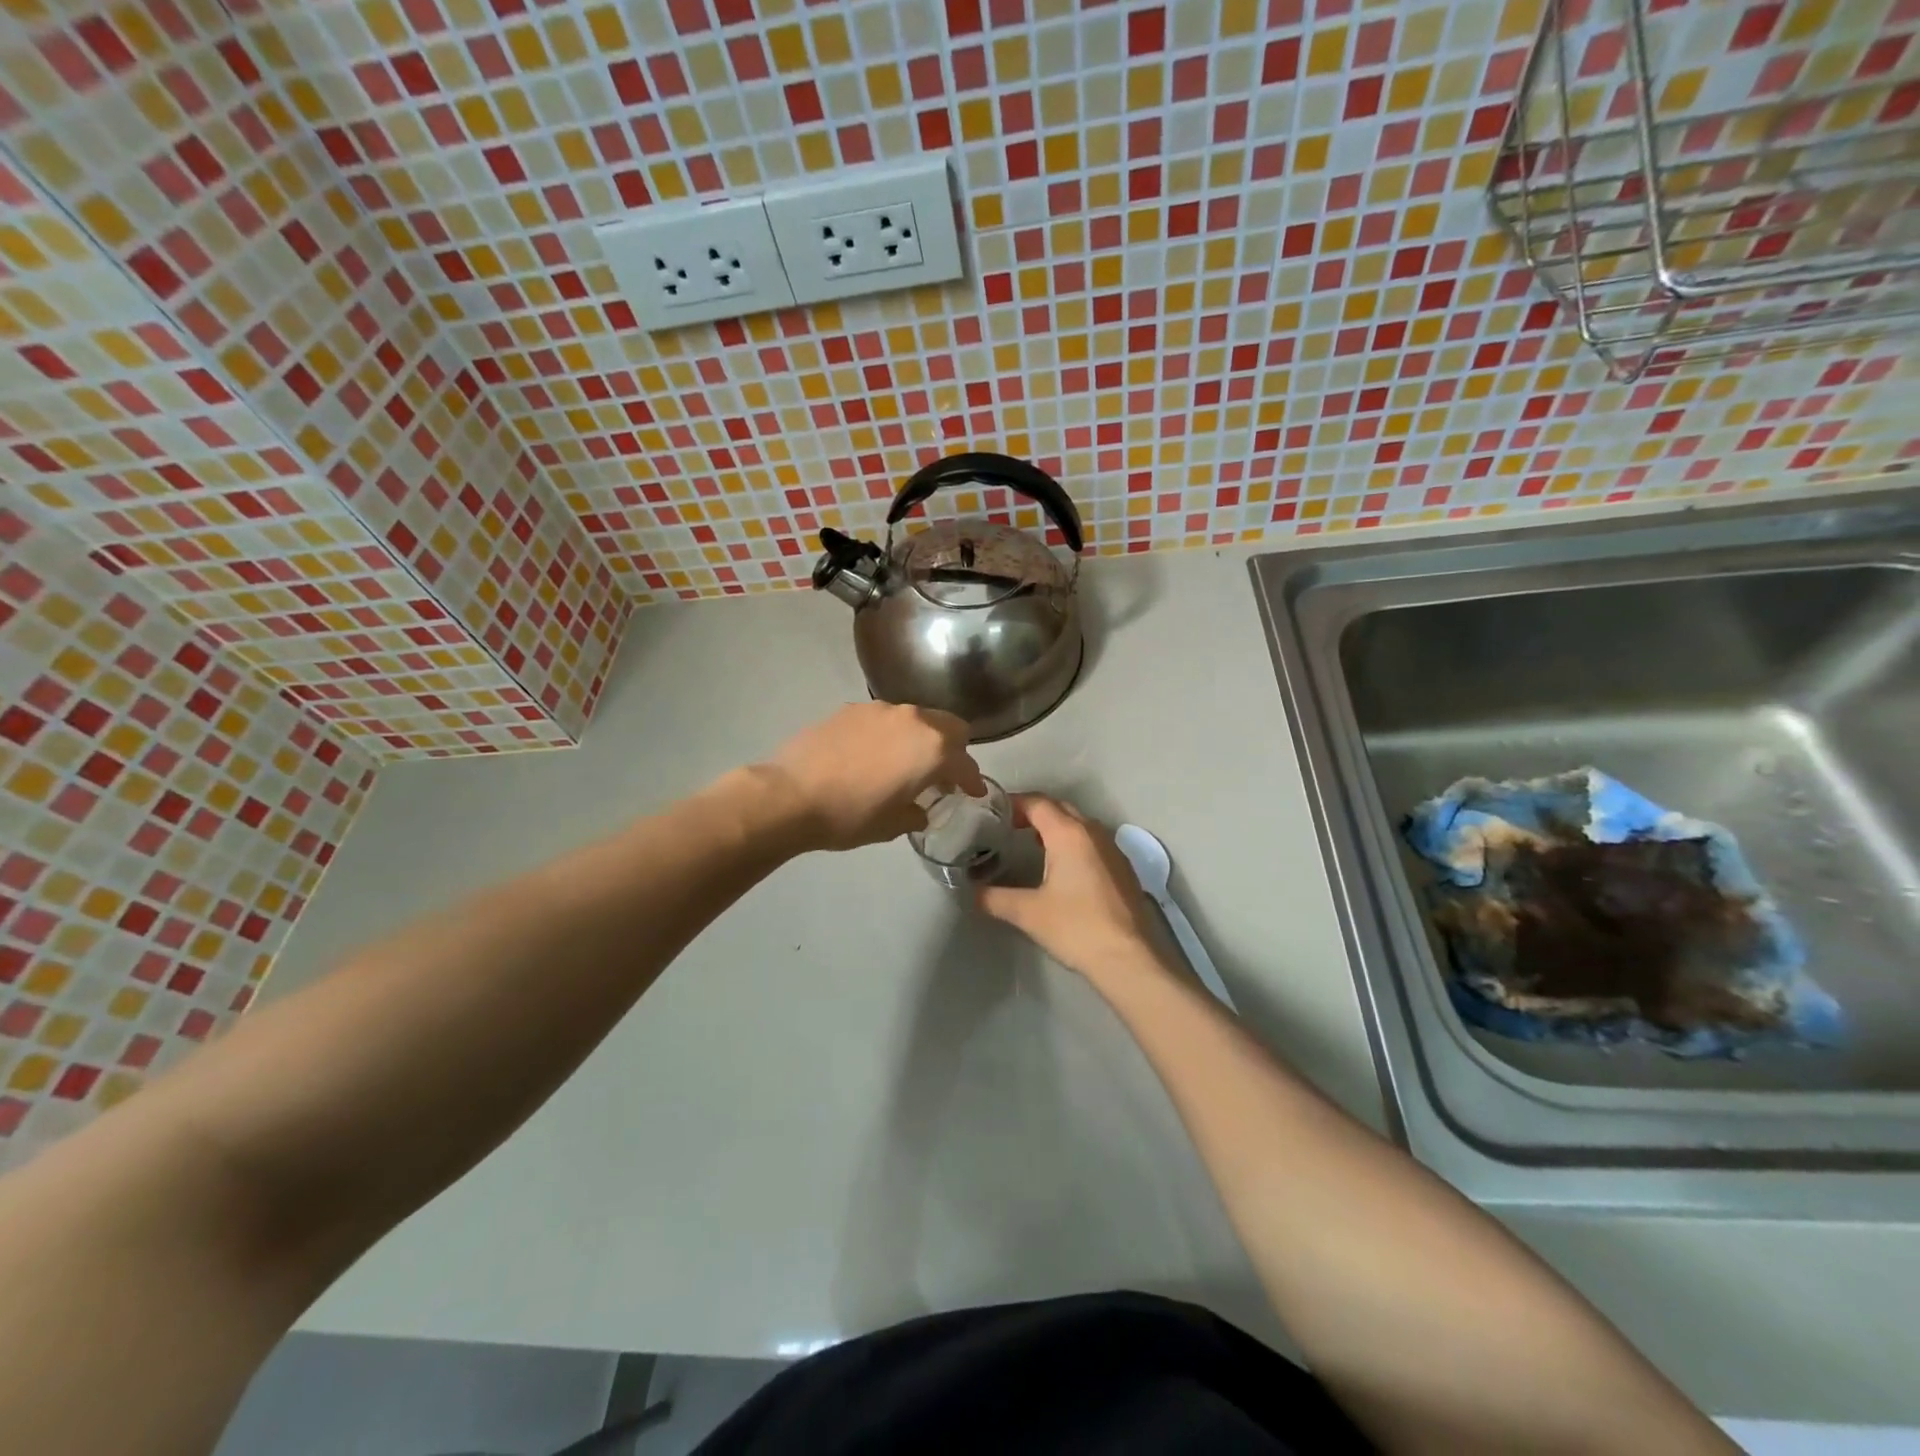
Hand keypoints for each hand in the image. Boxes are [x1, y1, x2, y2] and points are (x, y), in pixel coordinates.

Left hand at [757, 702, 984, 851]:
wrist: (790, 795)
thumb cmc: (850, 815)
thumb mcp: (892, 825)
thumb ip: (916, 812)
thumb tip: (919, 808)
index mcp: (932, 748)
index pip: (965, 762)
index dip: (972, 780)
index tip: (973, 792)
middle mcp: (913, 719)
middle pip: (948, 726)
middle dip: (953, 749)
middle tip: (943, 773)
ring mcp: (880, 709)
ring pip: (915, 718)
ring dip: (920, 738)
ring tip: (905, 763)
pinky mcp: (851, 709)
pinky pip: (884, 719)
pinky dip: (889, 735)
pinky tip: (872, 756)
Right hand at [978, 795, 1159, 977]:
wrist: (1128, 958)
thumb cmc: (1076, 927)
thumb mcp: (1028, 912)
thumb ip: (994, 898)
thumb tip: (972, 893)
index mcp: (1069, 834)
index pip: (1038, 803)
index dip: (1014, 803)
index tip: (993, 812)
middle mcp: (1093, 832)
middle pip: (1060, 808)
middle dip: (1034, 812)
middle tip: (1009, 826)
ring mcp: (1113, 849)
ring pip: (1080, 824)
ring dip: (1056, 827)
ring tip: (1032, 844)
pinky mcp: (1123, 868)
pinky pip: (1093, 842)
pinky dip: (1074, 843)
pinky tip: (1063, 867)